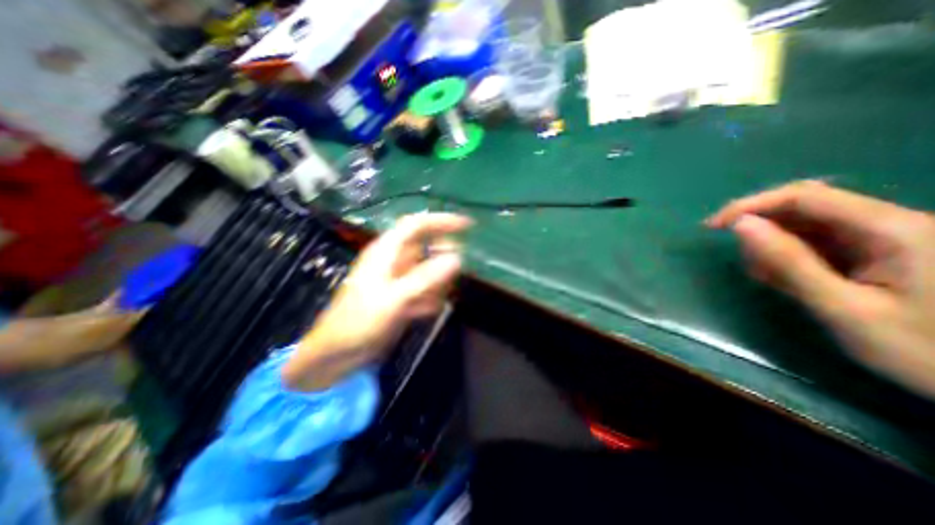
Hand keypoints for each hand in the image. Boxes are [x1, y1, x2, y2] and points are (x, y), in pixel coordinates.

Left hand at [283, 212, 475, 389]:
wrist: (339, 353)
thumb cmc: (360, 321)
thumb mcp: (395, 298)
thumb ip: (426, 278)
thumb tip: (457, 259)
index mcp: (387, 251)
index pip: (417, 225)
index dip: (442, 221)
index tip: (467, 225)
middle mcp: (394, 260)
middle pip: (426, 246)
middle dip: (442, 258)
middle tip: (456, 271)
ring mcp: (399, 278)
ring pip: (428, 270)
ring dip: (437, 283)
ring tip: (432, 300)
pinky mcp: (402, 295)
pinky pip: (425, 289)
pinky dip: (429, 298)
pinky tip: (423, 312)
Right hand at [704, 180, 933, 398]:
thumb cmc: (925, 351)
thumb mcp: (843, 307)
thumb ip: (789, 263)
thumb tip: (740, 225)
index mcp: (891, 229)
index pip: (804, 196)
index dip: (750, 205)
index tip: (713, 227)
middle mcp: (888, 224)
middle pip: (805, 208)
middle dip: (762, 229)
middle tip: (745, 263)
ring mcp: (884, 239)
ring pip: (807, 227)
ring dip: (774, 247)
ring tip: (767, 279)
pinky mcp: (876, 254)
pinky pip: (818, 244)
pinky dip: (790, 258)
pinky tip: (786, 280)